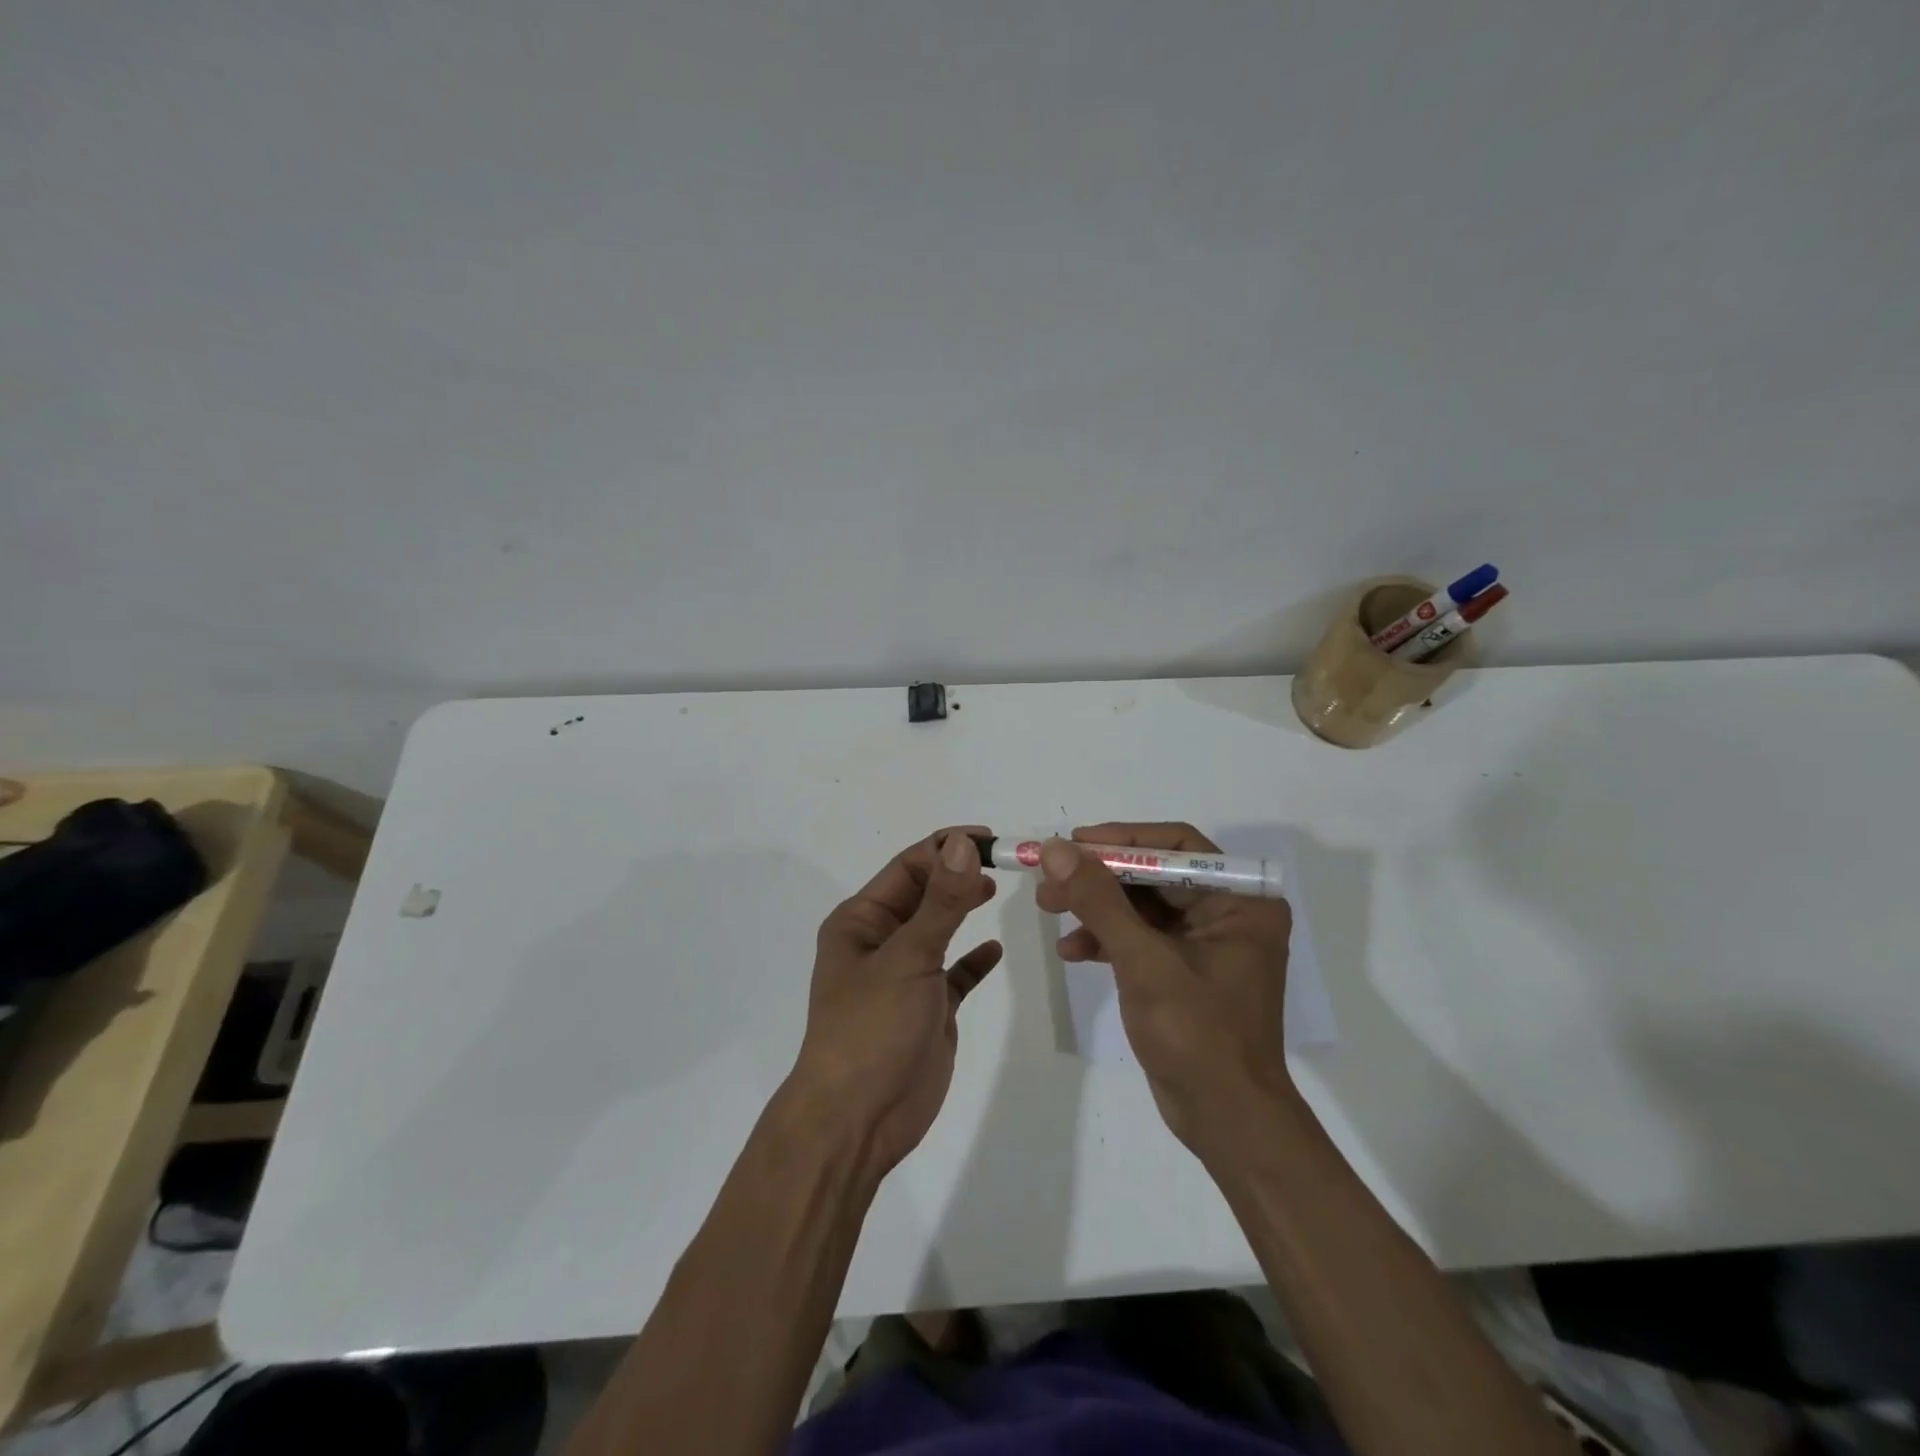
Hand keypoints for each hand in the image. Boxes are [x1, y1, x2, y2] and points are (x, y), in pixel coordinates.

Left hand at [791, 829, 1001, 1174]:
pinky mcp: (926, 1010)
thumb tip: (962, 844)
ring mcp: (903, 977)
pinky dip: (972, 961)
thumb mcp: (908, 957)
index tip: (990, 839)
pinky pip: (953, 974)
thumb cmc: (871, 1028)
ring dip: (963, 908)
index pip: (907, 867)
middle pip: (924, 894)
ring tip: (996, 890)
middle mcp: (879, 942)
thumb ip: (941, 902)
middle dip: (957, 875)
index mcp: (861, 921)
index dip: (945, 848)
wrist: (857, 1121)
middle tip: (1003, 863)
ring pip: (938, 930)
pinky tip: (994, 952)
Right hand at [1036, 822, 1294, 1159]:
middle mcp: (1227, 912)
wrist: (1226, 1121)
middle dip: (1098, 877)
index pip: (1175, 845)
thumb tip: (1057, 849)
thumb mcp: (1143, 962)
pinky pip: (1140, 937)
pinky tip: (1071, 952)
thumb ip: (1099, 901)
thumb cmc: (1198, 1035)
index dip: (1120, 839)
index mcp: (1239, 900)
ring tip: (1048, 909)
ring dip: (1095, 907)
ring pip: (1140, 904)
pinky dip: (1105, 939)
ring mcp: (1205, 942)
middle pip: (1152, 873)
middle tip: (1048, 879)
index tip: (1072, 843)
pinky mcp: (1183, 969)